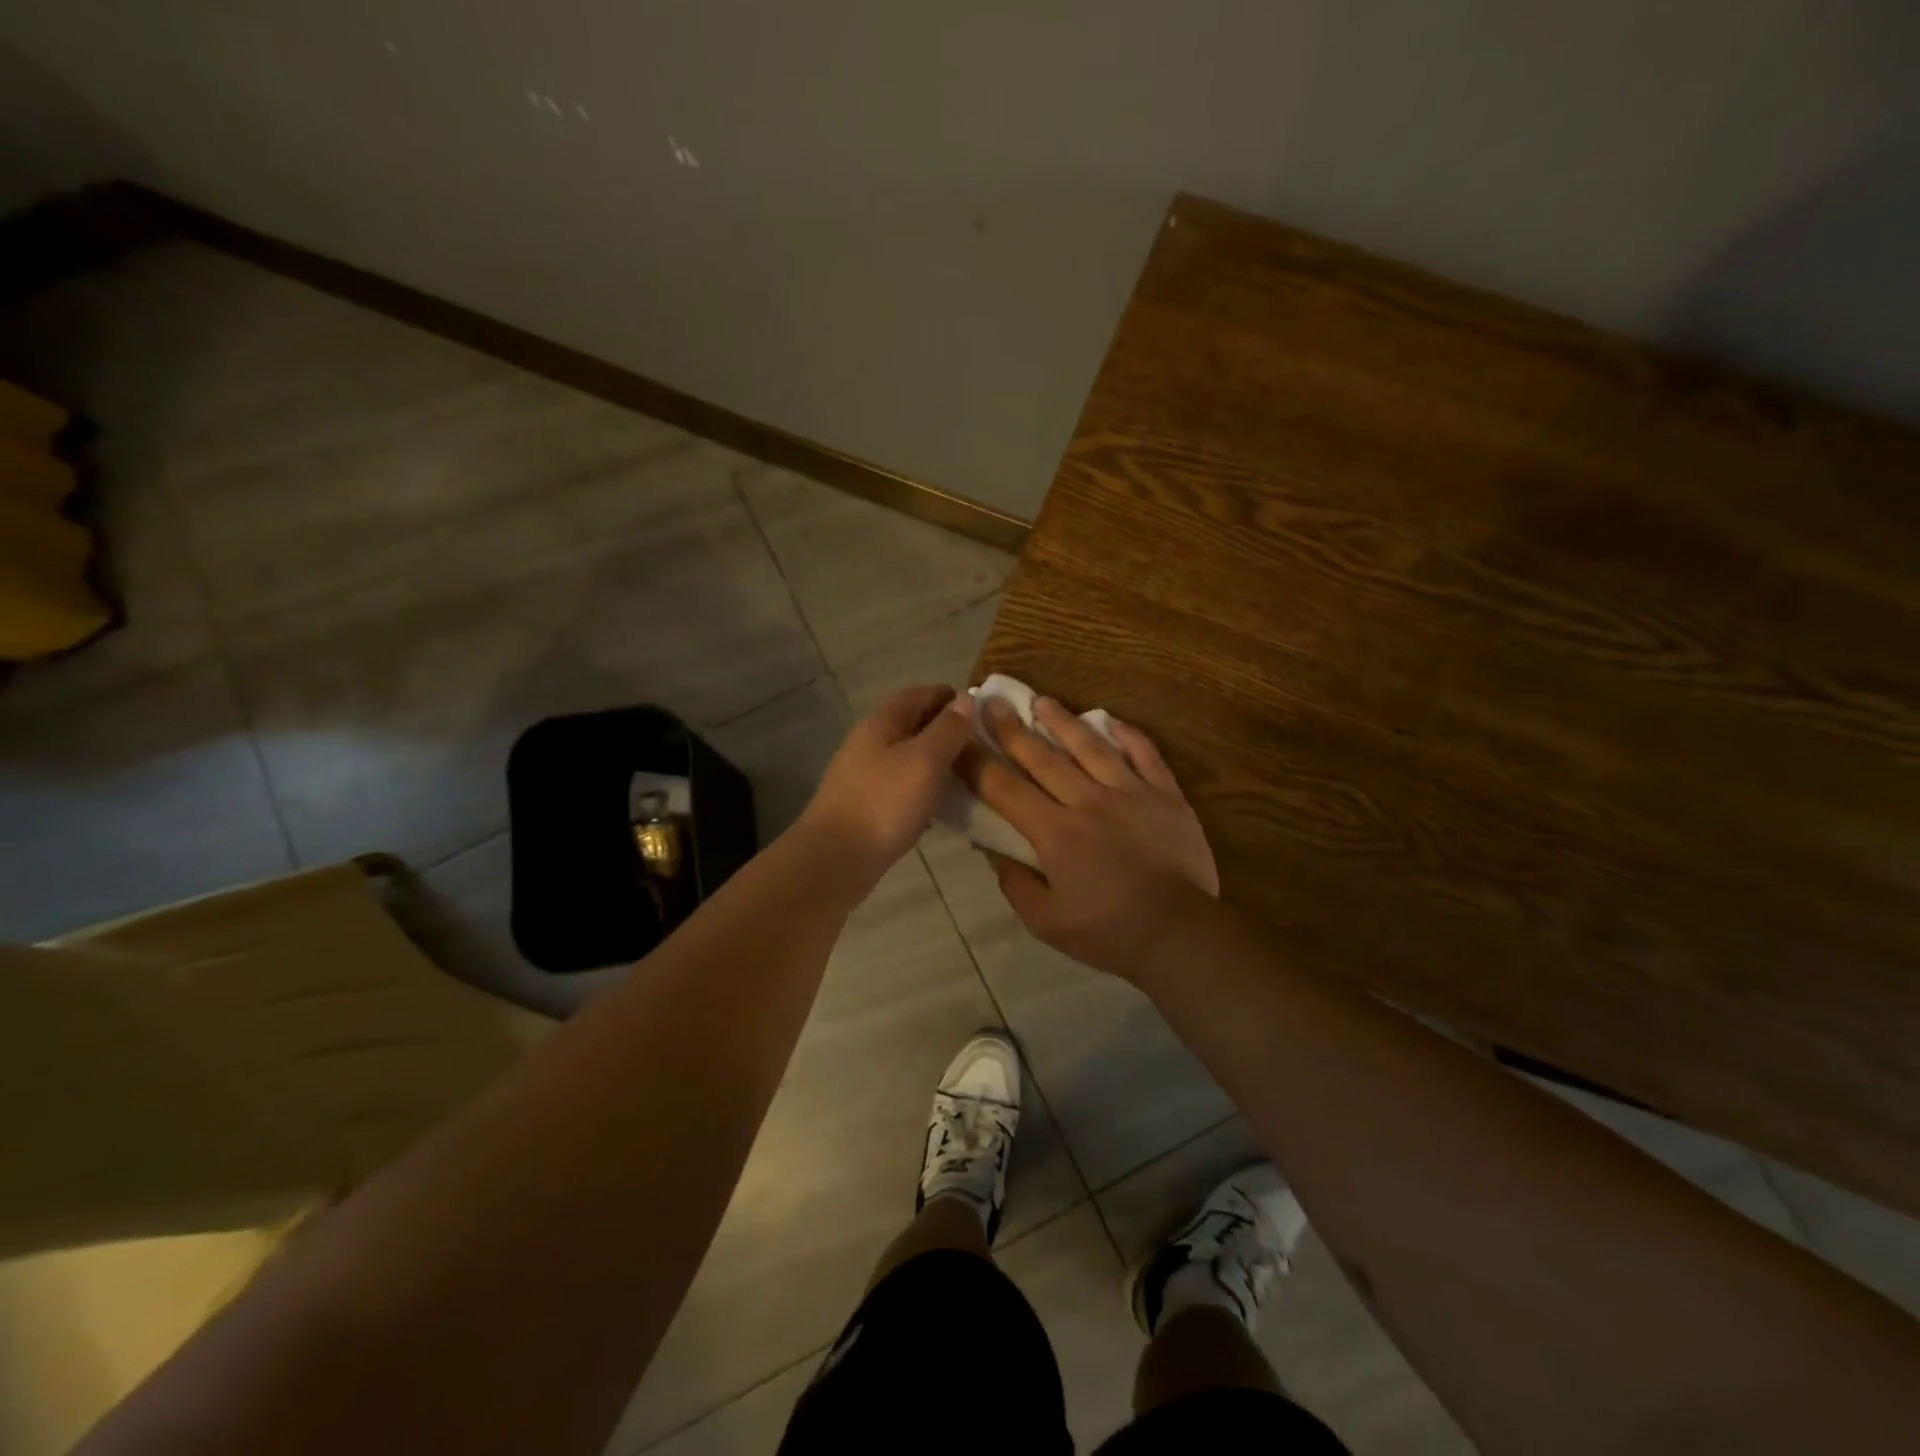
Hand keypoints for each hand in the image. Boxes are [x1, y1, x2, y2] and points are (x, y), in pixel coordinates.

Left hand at [797, 685, 976, 879]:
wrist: (835, 859)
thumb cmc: (883, 803)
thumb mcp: (924, 760)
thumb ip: (948, 729)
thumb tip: (966, 699)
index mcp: (881, 723)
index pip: (917, 695)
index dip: (948, 696)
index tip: (979, 707)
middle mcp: (870, 744)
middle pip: (911, 725)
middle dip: (945, 729)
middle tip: (981, 744)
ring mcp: (865, 776)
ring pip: (907, 758)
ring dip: (936, 761)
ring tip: (969, 773)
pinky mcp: (867, 806)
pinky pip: (902, 786)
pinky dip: (924, 788)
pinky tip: (942, 804)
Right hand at [961, 697, 1217, 983]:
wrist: (1180, 933)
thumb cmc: (1108, 932)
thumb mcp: (1046, 921)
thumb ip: (1015, 883)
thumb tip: (993, 850)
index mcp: (1055, 832)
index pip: (1004, 788)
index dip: (976, 762)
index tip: (957, 739)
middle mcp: (1087, 801)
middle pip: (1042, 757)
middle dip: (1011, 728)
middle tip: (991, 701)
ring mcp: (1130, 793)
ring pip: (1090, 747)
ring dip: (1062, 722)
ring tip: (1042, 700)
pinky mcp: (1166, 795)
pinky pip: (1145, 754)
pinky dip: (1128, 734)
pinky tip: (1110, 719)